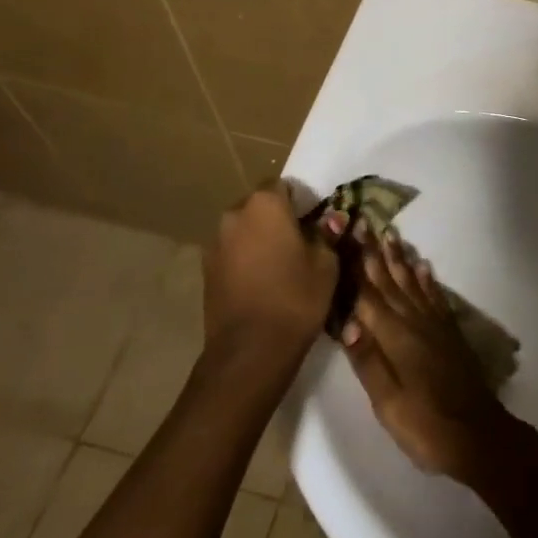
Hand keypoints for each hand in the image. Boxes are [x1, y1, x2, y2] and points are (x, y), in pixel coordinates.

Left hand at [205, 186, 337, 359]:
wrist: (250, 351)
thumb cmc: (295, 297)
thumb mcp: (326, 263)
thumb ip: (327, 234)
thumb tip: (332, 219)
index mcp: (265, 204)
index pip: (284, 186)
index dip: (301, 202)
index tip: (314, 223)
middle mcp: (234, 215)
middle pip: (260, 207)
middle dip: (277, 219)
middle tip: (300, 243)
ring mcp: (215, 244)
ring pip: (244, 231)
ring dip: (259, 240)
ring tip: (280, 267)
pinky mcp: (206, 272)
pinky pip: (232, 254)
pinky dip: (246, 261)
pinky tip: (262, 284)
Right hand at [340, 235, 511, 480]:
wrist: (477, 435)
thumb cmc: (425, 424)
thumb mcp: (387, 402)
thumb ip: (367, 360)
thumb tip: (345, 320)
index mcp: (395, 336)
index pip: (368, 294)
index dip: (356, 263)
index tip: (347, 232)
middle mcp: (415, 322)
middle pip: (390, 281)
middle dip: (375, 252)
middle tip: (365, 221)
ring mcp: (435, 325)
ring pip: (413, 283)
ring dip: (400, 259)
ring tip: (390, 234)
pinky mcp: (449, 333)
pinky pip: (435, 296)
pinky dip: (427, 279)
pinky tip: (423, 266)